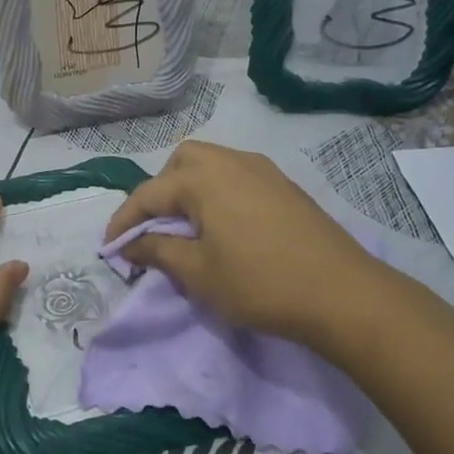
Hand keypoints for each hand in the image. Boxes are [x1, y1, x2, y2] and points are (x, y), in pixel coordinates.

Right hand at [105, 141, 397, 356]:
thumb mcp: (198, 273)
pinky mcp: (284, 184)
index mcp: (203, 178)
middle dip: (160, 192)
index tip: (111, 249)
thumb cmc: (260, 283)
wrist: (342, 292)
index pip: (148, 194)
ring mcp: (262, 169)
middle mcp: (230, 161)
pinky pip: (237, 175)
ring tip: (188, 228)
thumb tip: (130, 244)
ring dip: (190, 189)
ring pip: (211, 164)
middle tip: (156, 230)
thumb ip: (158, 252)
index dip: (124, 222)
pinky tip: (226, 225)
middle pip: (180, 163)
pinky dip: (218, 191)